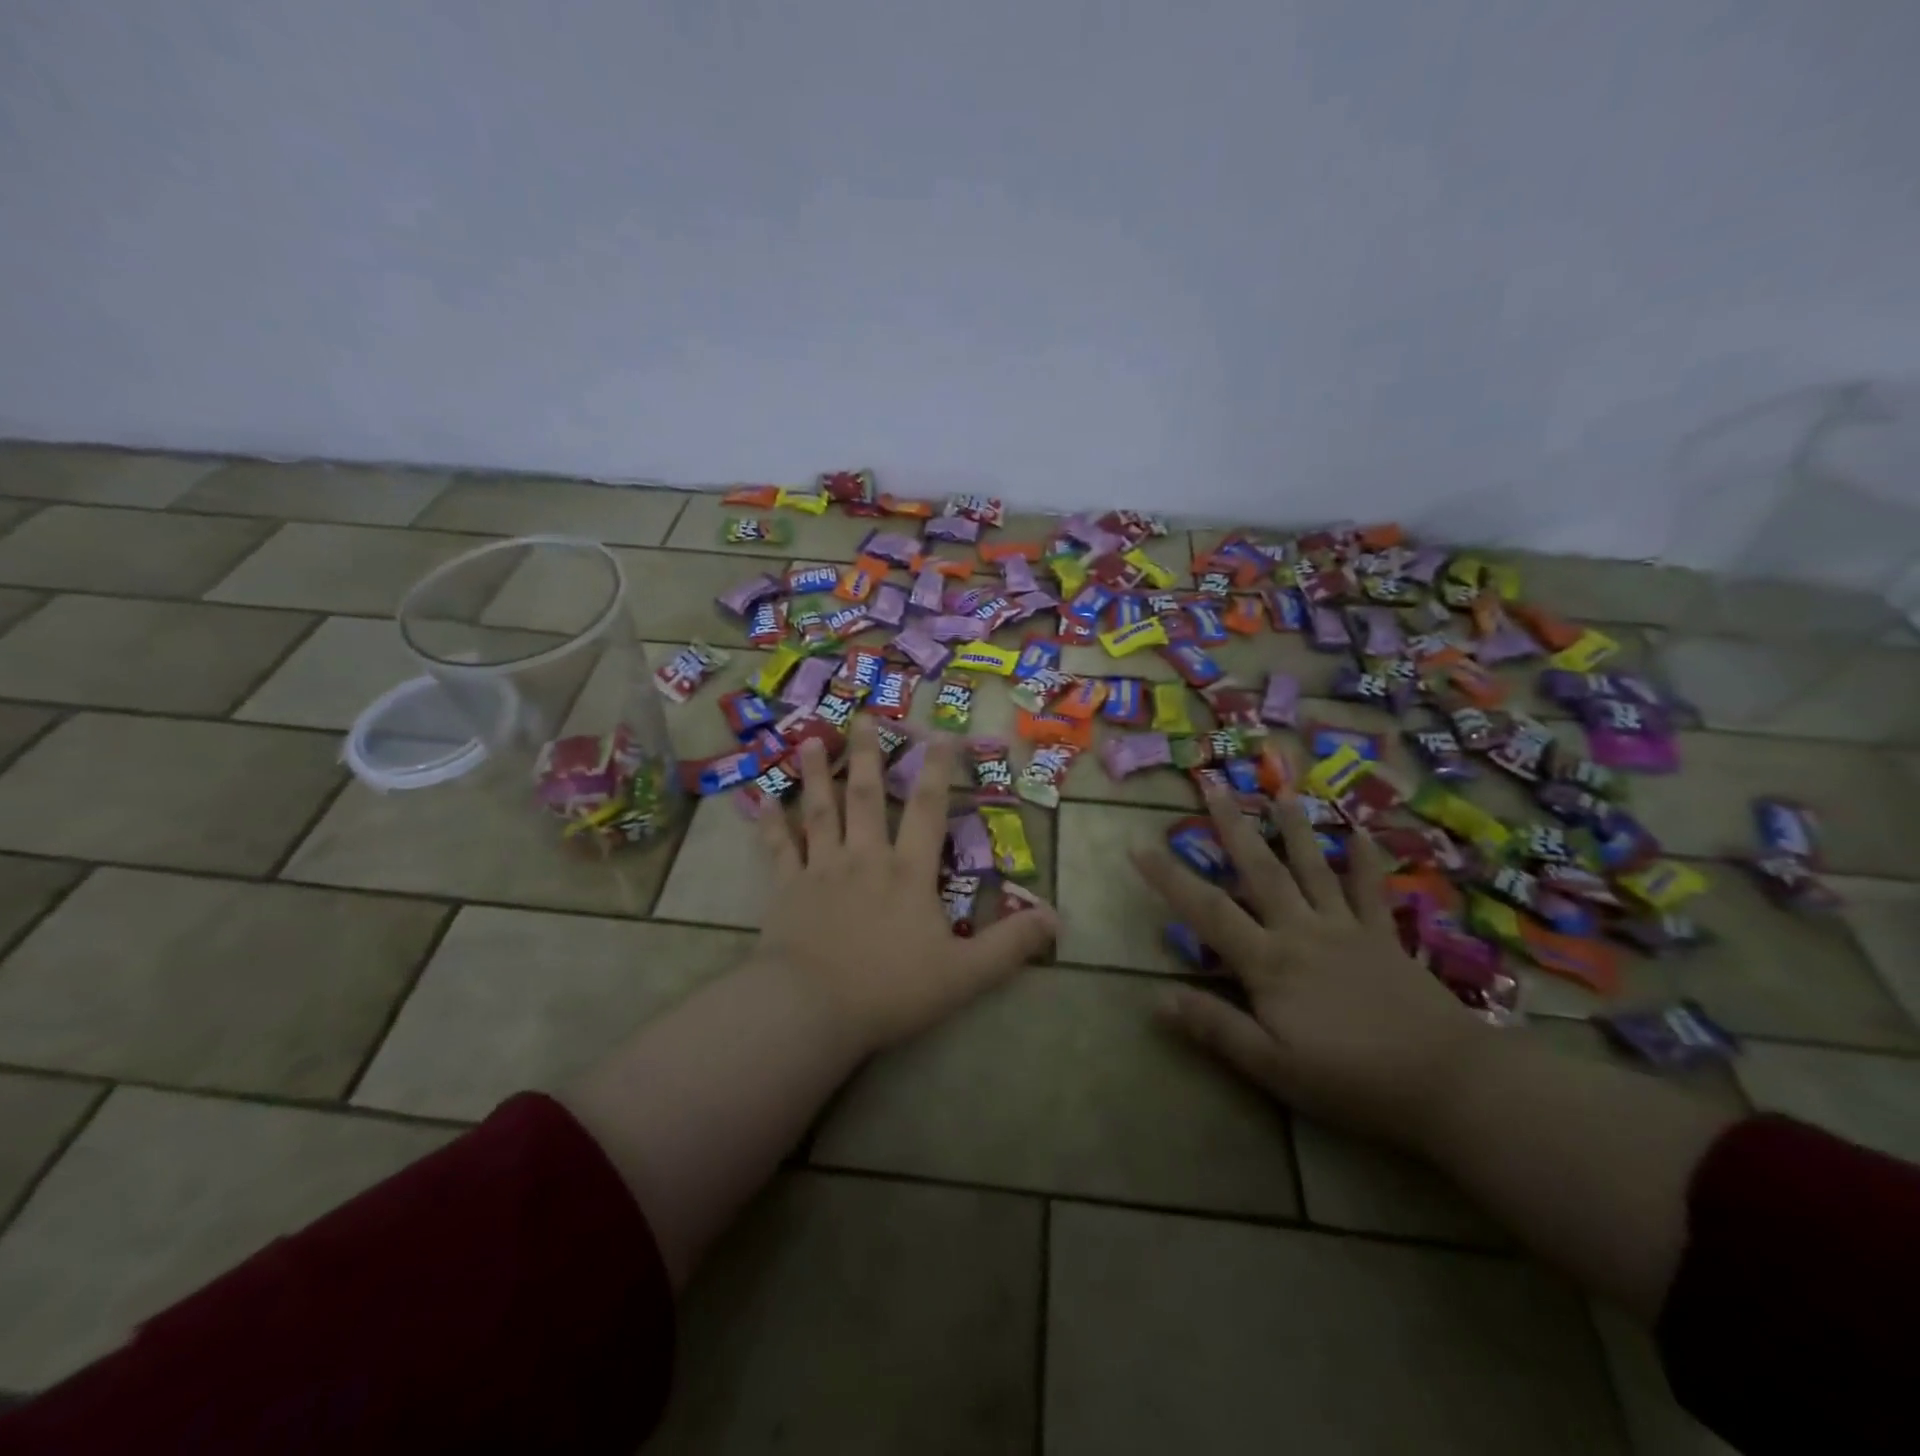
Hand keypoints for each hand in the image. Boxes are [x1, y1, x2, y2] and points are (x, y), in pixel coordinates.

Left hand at [755, 718, 1058, 1056]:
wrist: (811, 1008)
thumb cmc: (891, 989)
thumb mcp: (964, 973)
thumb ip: (1009, 944)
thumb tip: (1056, 918)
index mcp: (908, 873)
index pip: (928, 810)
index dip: (937, 770)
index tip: (940, 733)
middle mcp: (865, 858)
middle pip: (866, 796)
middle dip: (868, 754)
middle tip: (865, 717)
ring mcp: (822, 870)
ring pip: (820, 811)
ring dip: (816, 774)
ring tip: (810, 738)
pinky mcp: (786, 889)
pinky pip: (779, 849)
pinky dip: (771, 824)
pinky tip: (762, 801)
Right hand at [1133, 791, 1489, 1150]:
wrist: (1450, 1082)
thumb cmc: (1352, 1079)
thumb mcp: (1272, 1066)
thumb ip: (1216, 1027)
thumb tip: (1156, 998)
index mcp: (1269, 962)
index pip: (1207, 911)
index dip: (1169, 878)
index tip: (1138, 846)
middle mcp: (1302, 931)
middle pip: (1260, 871)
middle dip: (1232, 827)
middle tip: (1213, 785)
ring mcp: (1347, 929)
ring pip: (1313, 868)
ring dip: (1295, 828)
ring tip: (1282, 790)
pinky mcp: (1385, 938)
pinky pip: (1371, 892)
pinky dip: (1365, 861)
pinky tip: (1361, 832)